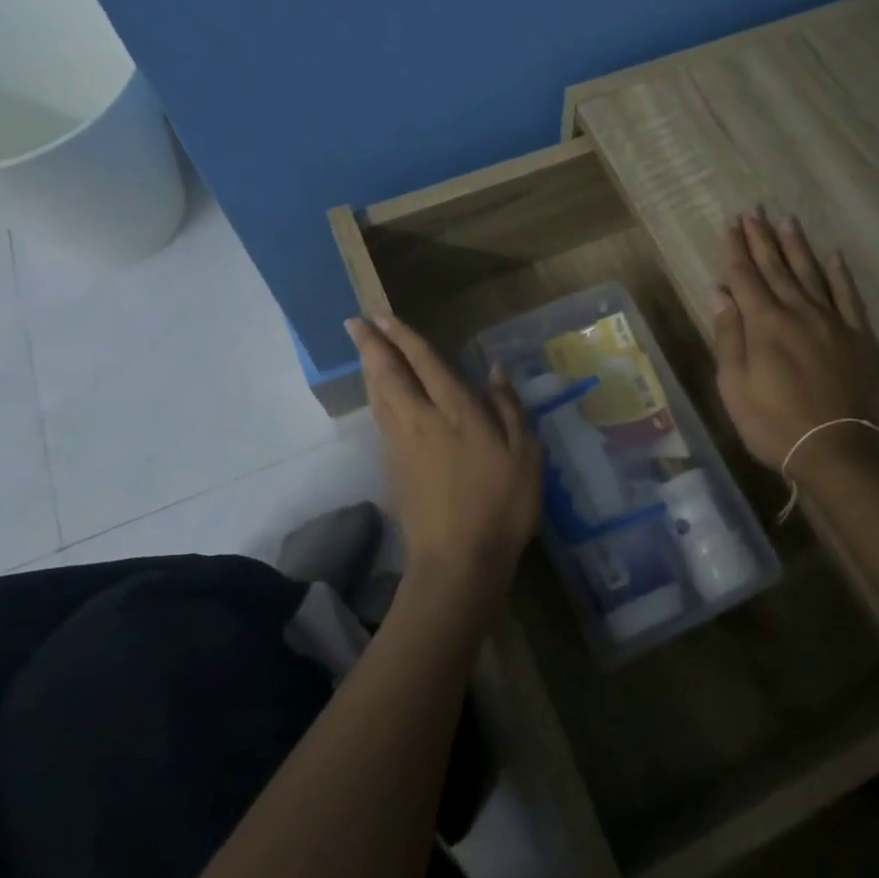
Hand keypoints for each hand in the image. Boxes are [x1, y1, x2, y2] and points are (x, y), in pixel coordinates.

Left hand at [345, 314, 540, 605]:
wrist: (458, 561)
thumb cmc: (501, 504)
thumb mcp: (524, 454)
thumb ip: (508, 408)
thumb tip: (495, 371)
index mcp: (456, 411)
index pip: (425, 362)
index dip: (404, 337)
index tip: (384, 316)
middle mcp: (421, 419)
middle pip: (389, 374)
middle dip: (371, 345)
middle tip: (354, 322)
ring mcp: (402, 445)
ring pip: (379, 396)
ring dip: (369, 369)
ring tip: (363, 351)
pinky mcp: (393, 468)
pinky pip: (380, 419)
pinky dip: (375, 397)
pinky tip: (379, 398)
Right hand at [711, 210, 878, 477]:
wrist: (842, 451)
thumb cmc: (776, 425)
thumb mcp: (735, 388)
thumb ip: (728, 337)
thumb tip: (719, 295)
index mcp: (765, 325)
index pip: (745, 277)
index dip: (735, 249)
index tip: (730, 223)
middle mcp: (799, 312)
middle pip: (776, 268)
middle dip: (762, 238)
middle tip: (753, 211)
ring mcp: (833, 322)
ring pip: (811, 274)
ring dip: (796, 247)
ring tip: (786, 221)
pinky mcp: (860, 337)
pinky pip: (848, 297)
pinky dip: (840, 275)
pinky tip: (834, 257)